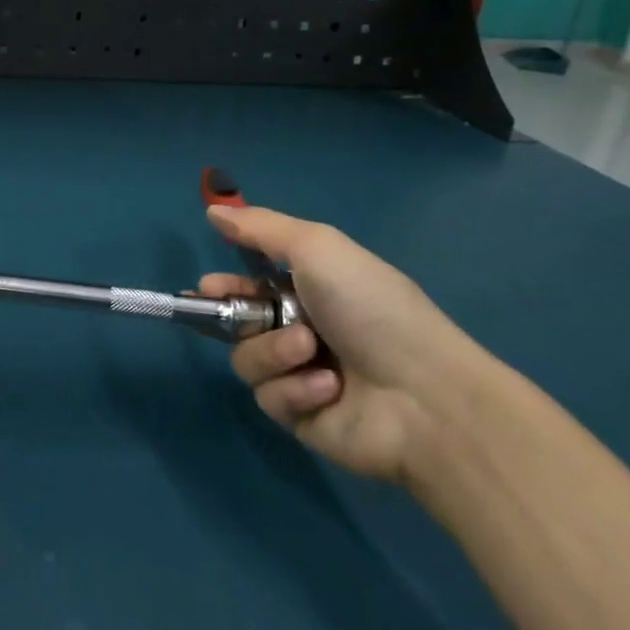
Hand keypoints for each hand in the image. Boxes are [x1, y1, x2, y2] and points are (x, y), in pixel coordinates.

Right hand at [203, 205, 489, 482]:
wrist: (424, 395)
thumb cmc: (371, 308)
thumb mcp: (318, 248)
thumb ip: (261, 228)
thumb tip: (212, 210)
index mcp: (311, 291)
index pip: (251, 285)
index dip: (225, 285)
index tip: (206, 286)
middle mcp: (303, 331)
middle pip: (240, 323)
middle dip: (235, 316)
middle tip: (240, 316)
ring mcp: (301, 377)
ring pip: (248, 359)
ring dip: (273, 351)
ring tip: (310, 351)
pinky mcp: (301, 419)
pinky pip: (270, 397)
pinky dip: (294, 389)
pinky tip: (327, 388)